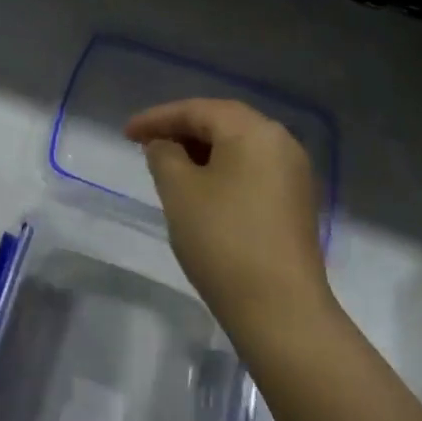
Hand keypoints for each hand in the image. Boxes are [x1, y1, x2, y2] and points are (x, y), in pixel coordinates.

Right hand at [125, 98, 330, 341]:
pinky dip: (222, 169)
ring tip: (168, 165)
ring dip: (201, 150)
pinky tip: (200, 188)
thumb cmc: (223, 240)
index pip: (197, 110)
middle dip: (181, 130)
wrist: (281, 310)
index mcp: (253, 130)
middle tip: (146, 144)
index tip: (125, 133)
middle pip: (222, 122)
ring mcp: (293, 172)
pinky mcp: (295, 201)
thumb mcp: (179, 191)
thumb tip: (164, 146)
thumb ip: (164, 155)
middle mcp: (280, 141)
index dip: (157, 118)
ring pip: (238, 146)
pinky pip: (252, 169)